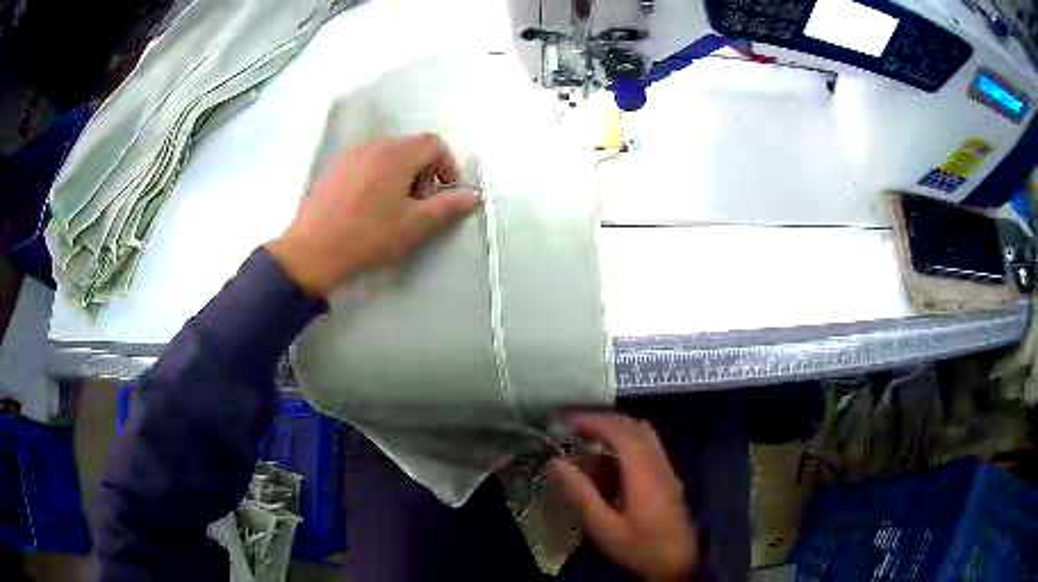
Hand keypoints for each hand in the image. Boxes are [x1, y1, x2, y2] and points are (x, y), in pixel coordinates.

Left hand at [266, 133, 480, 296]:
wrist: (312, 251)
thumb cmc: (368, 236)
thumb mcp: (415, 225)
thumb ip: (448, 207)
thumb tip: (474, 196)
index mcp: (396, 154)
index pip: (433, 144)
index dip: (447, 165)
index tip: (445, 193)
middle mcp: (373, 146)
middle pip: (409, 148)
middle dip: (423, 172)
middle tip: (419, 204)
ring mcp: (349, 155)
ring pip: (386, 155)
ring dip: (400, 174)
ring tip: (392, 207)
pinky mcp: (332, 169)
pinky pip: (365, 163)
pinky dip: (377, 176)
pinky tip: (366, 206)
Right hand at [549, 414, 698, 581]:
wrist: (679, 563)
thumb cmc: (640, 547)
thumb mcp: (604, 527)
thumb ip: (581, 494)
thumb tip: (556, 463)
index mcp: (644, 473)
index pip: (621, 433)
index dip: (594, 421)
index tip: (568, 420)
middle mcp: (659, 464)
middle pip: (635, 427)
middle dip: (605, 421)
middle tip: (576, 427)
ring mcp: (667, 471)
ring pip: (645, 436)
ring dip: (618, 430)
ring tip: (590, 439)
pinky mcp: (669, 480)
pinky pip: (648, 448)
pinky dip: (627, 443)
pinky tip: (610, 461)